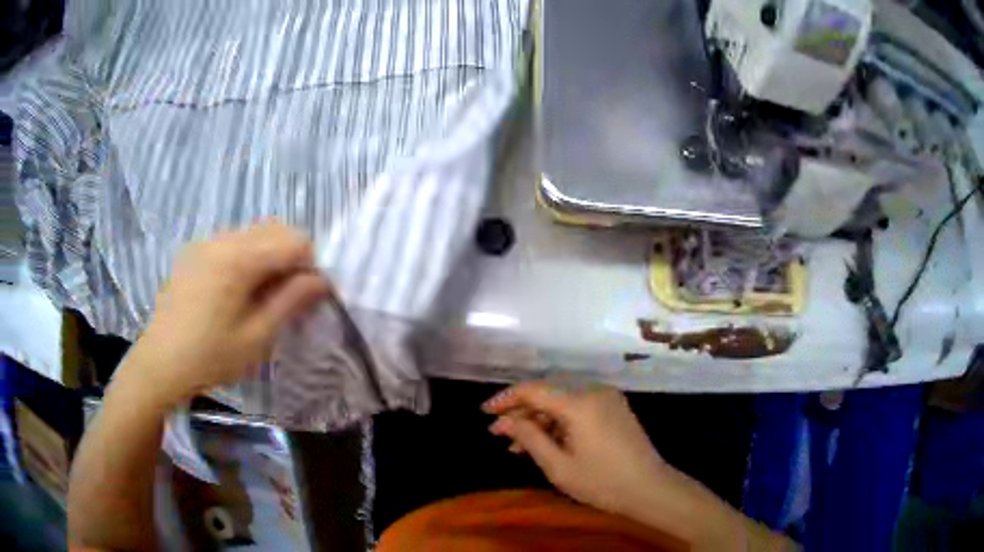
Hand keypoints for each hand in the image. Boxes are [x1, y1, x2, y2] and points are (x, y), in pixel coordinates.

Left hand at [127, 221, 330, 406]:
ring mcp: (206, 242)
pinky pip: (233, 241)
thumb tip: (322, 281)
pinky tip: (238, 288)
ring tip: (264, 293)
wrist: (160, 363)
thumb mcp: (257, 337)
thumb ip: (291, 301)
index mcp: (239, 259)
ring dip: (270, 255)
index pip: (294, 241)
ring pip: (254, 233)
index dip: (311, 265)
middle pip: (275, 229)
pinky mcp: (195, 251)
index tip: (309, 294)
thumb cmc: (211, 357)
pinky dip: (248, 256)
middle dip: (292, 256)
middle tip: (288, 294)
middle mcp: (223, 239)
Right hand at [483, 381, 667, 517]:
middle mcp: (593, 391)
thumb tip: (505, 421)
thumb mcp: (559, 466)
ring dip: (539, 420)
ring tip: (517, 445)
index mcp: (579, 403)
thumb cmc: (601, 481)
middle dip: (521, 413)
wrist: (649, 487)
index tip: (484, 413)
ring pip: (562, 401)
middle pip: (548, 394)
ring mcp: (607, 398)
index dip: (505, 399)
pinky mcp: (614, 407)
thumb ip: (529, 438)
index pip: (533, 390)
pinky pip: (578, 407)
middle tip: (498, 434)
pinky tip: (546, 441)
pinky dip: (559, 421)